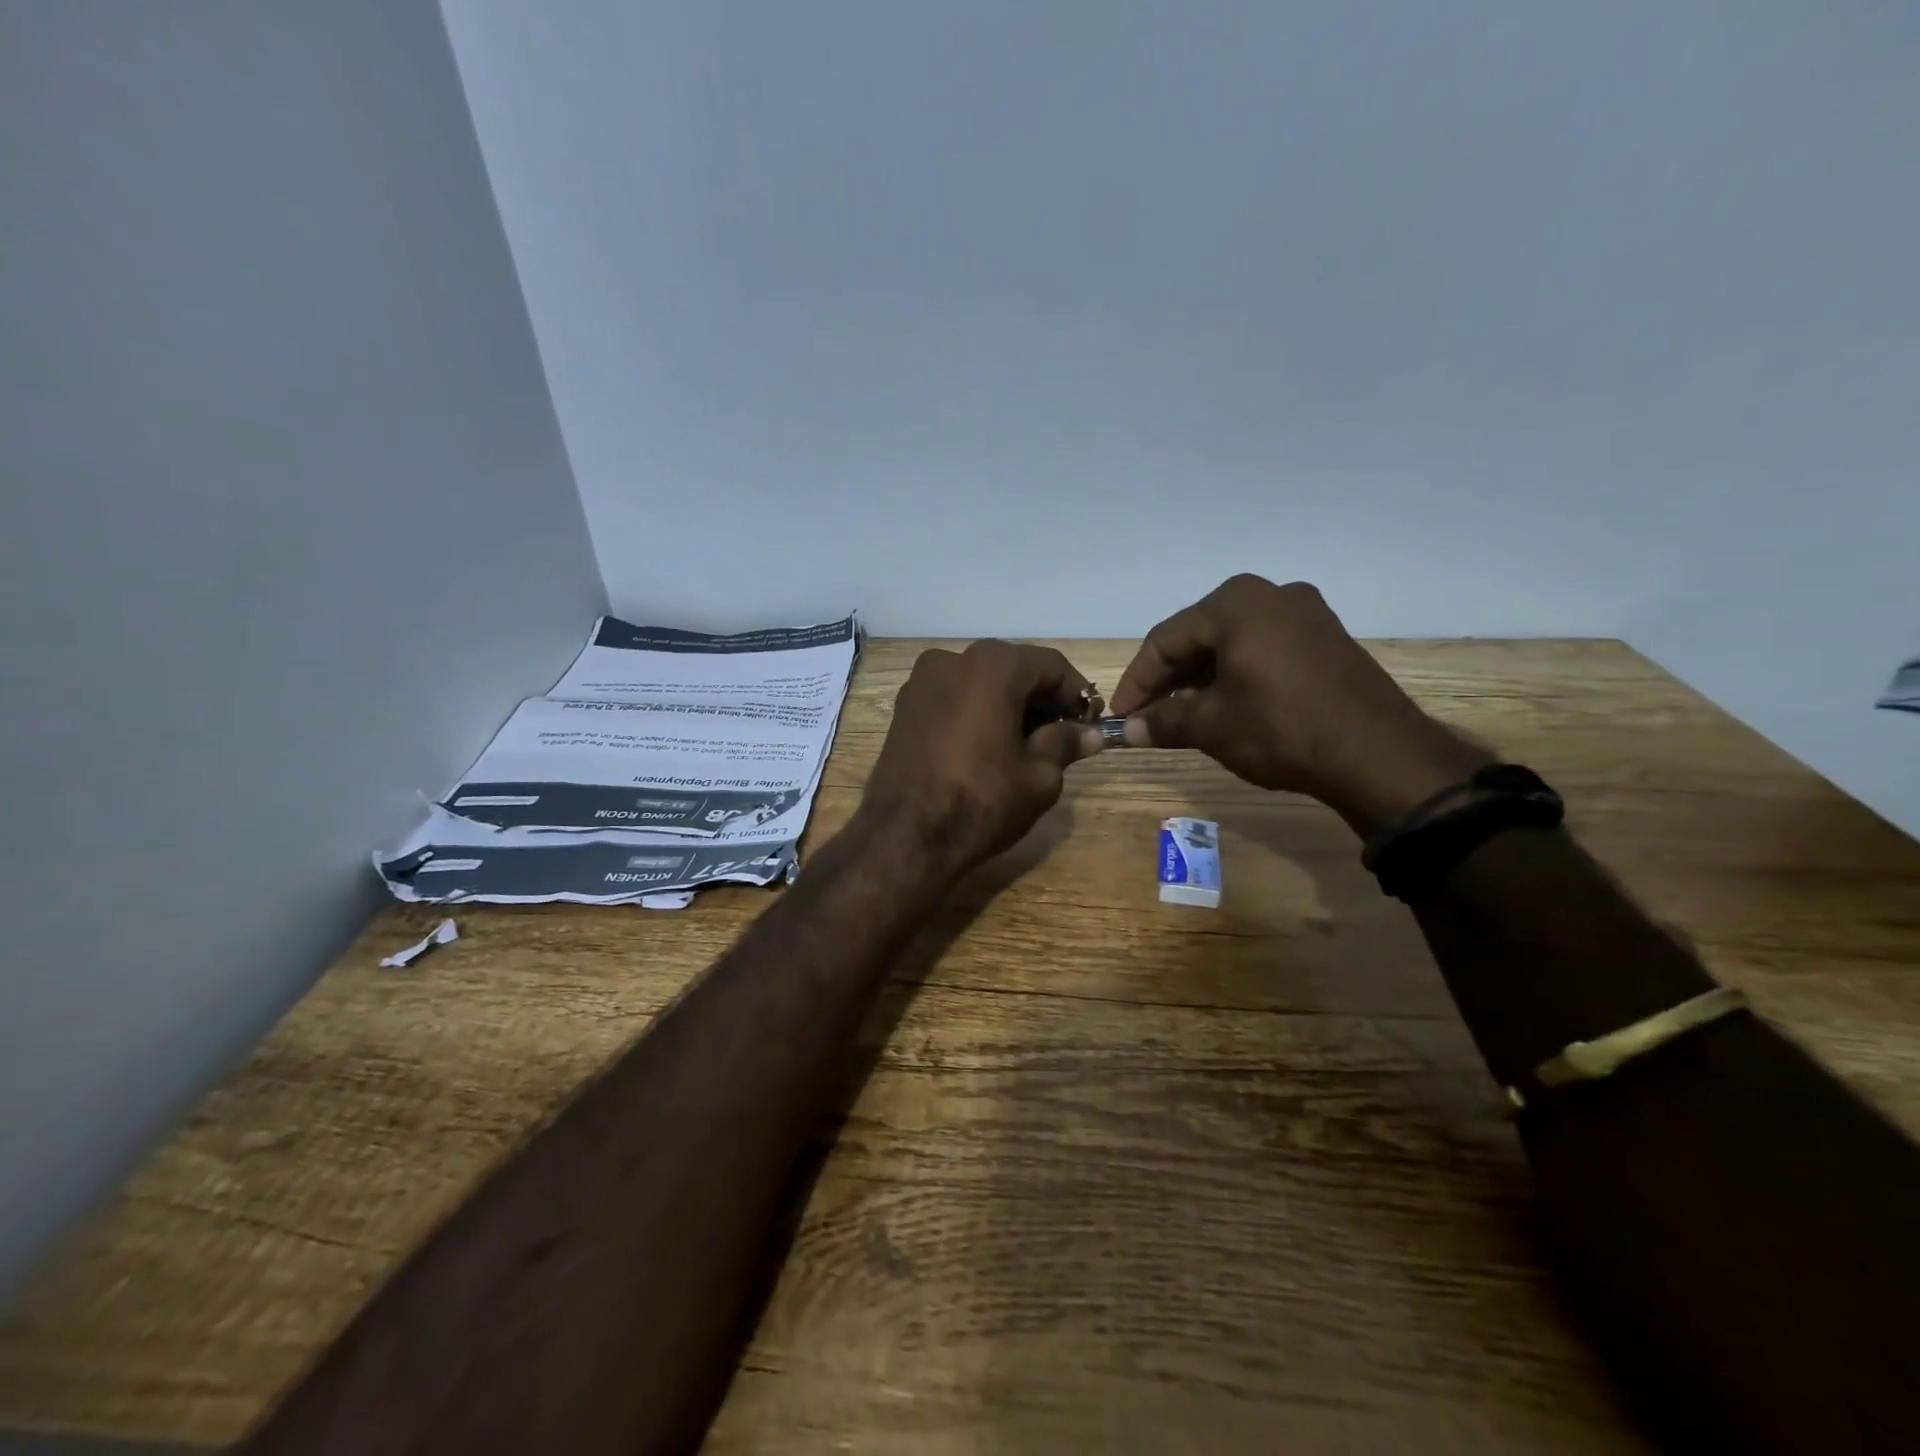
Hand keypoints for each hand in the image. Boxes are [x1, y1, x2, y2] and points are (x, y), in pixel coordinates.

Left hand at [860, 640, 1104, 877]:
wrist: (904, 837)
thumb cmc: (981, 801)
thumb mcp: (1039, 777)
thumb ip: (1065, 744)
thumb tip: (1089, 734)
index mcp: (992, 665)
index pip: (1050, 665)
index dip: (1077, 693)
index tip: (1091, 721)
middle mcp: (953, 659)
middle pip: (1013, 669)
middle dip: (1042, 699)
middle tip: (1063, 735)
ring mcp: (921, 682)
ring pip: (980, 683)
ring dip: (1009, 705)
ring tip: (1027, 745)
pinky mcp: (903, 708)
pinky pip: (953, 698)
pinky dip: (977, 712)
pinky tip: (989, 747)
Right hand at [1109, 575, 1488, 834]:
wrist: (1378, 754)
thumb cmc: (1281, 728)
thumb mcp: (1212, 726)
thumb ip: (1162, 721)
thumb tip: (1127, 731)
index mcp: (1235, 603)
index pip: (1165, 640)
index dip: (1137, 681)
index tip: (1121, 716)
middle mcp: (1270, 594)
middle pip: (1199, 637)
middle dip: (1169, 679)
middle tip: (1148, 716)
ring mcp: (1306, 613)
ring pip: (1232, 643)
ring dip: (1201, 679)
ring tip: (1182, 716)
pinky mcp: (1327, 638)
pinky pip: (1264, 649)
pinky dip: (1236, 675)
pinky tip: (1226, 706)